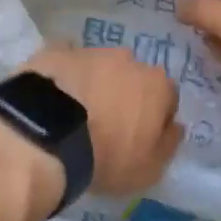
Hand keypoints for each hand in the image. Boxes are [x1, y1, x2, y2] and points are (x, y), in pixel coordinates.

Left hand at [23, 44, 184, 196]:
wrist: (46, 134)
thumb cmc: (105, 157)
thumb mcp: (149, 170)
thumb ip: (168, 144)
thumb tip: (174, 126)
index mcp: (157, 85)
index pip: (166, 98)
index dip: (154, 119)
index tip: (138, 138)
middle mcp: (129, 59)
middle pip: (133, 77)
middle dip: (124, 95)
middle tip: (106, 124)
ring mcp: (90, 51)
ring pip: (99, 67)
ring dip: (94, 84)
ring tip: (74, 113)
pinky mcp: (56, 50)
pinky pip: (66, 61)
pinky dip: (64, 75)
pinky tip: (53, 95)